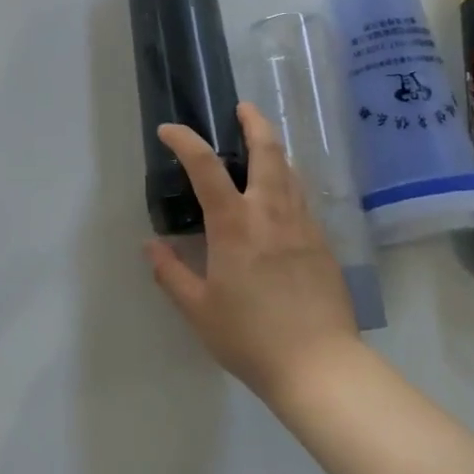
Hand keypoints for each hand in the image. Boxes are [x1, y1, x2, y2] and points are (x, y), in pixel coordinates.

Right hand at [145, 103, 360, 404]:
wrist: (320, 365)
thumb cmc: (251, 337)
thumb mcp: (199, 310)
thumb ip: (171, 274)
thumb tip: (150, 246)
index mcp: (235, 224)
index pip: (205, 165)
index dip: (184, 140)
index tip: (168, 131)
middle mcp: (271, 211)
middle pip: (267, 149)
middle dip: (253, 121)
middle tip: (241, 108)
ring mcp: (302, 223)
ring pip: (290, 169)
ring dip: (273, 148)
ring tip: (261, 145)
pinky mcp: (322, 241)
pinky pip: (302, 196)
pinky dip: (288, 180)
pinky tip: (281, 195)